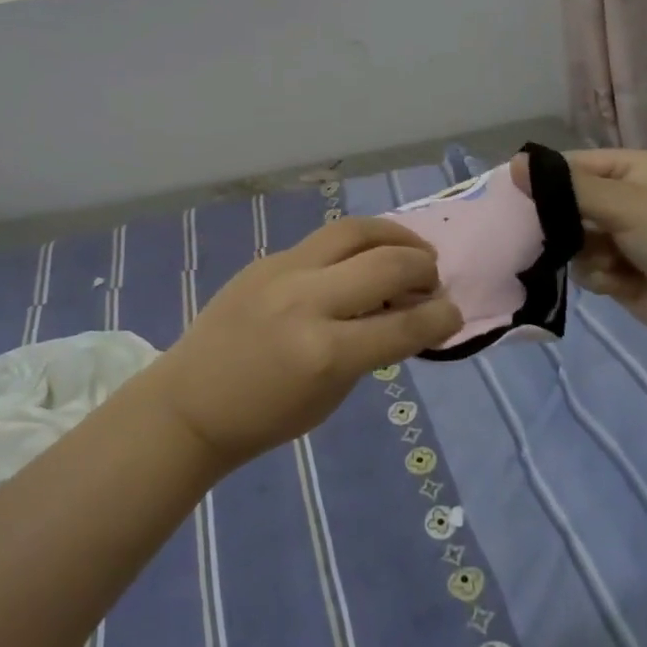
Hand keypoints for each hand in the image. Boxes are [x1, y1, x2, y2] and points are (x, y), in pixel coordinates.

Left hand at [146, 217, 463, 469]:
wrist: (192, 401)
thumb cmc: (266, 416)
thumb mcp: (332, 395)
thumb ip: (373, 349)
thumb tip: (408, 311)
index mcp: (326, 352)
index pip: (405, 326)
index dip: (442, 318)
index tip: (454, 313)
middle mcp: (308, 301)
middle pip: (386, 263)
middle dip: (423, 267)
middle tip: (432, 278)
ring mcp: (283, 272)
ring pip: (354, 230)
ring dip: (394, 235)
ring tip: (411, 249)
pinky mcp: (267, 259)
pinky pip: (323, 241)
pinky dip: (356, 246)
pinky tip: (364, 259)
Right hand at [513, 148, 646, 352]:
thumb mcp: (624, 203)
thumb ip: (567, 187)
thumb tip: (513, 163)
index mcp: (634, 169)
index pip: (574, 165)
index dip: (545, 178)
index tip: (510, 193)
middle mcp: (626, 199)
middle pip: (569, 202)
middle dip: (561, 220)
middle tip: (545, 232)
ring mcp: (621, 237)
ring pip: (571, 237)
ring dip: (581, 251)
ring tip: (604, 261)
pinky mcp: (618, 271)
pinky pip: (584, 265)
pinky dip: (596, 273)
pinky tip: (616, 281)